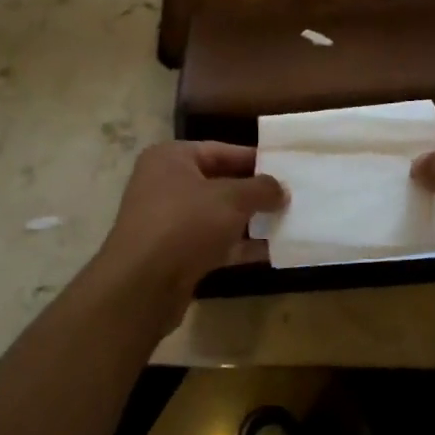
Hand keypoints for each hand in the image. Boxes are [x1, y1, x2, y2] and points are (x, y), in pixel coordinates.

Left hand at [92, 142, 283, 328]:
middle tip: (292, 196)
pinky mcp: (175, 255)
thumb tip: (281, 189)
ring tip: (289, 222)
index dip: (255, 159)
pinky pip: (214, 244)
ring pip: (218, 216)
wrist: (143, 284)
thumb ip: (261, 189)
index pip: (221, 150)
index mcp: (171, 158)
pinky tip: (272, 252)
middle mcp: (165, 185)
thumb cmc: (185, 223)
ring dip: (251, 221)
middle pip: (220, 183)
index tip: (286, 168)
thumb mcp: (231, 198)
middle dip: (255, 192)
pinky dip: (240, 246)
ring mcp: (168, 222)